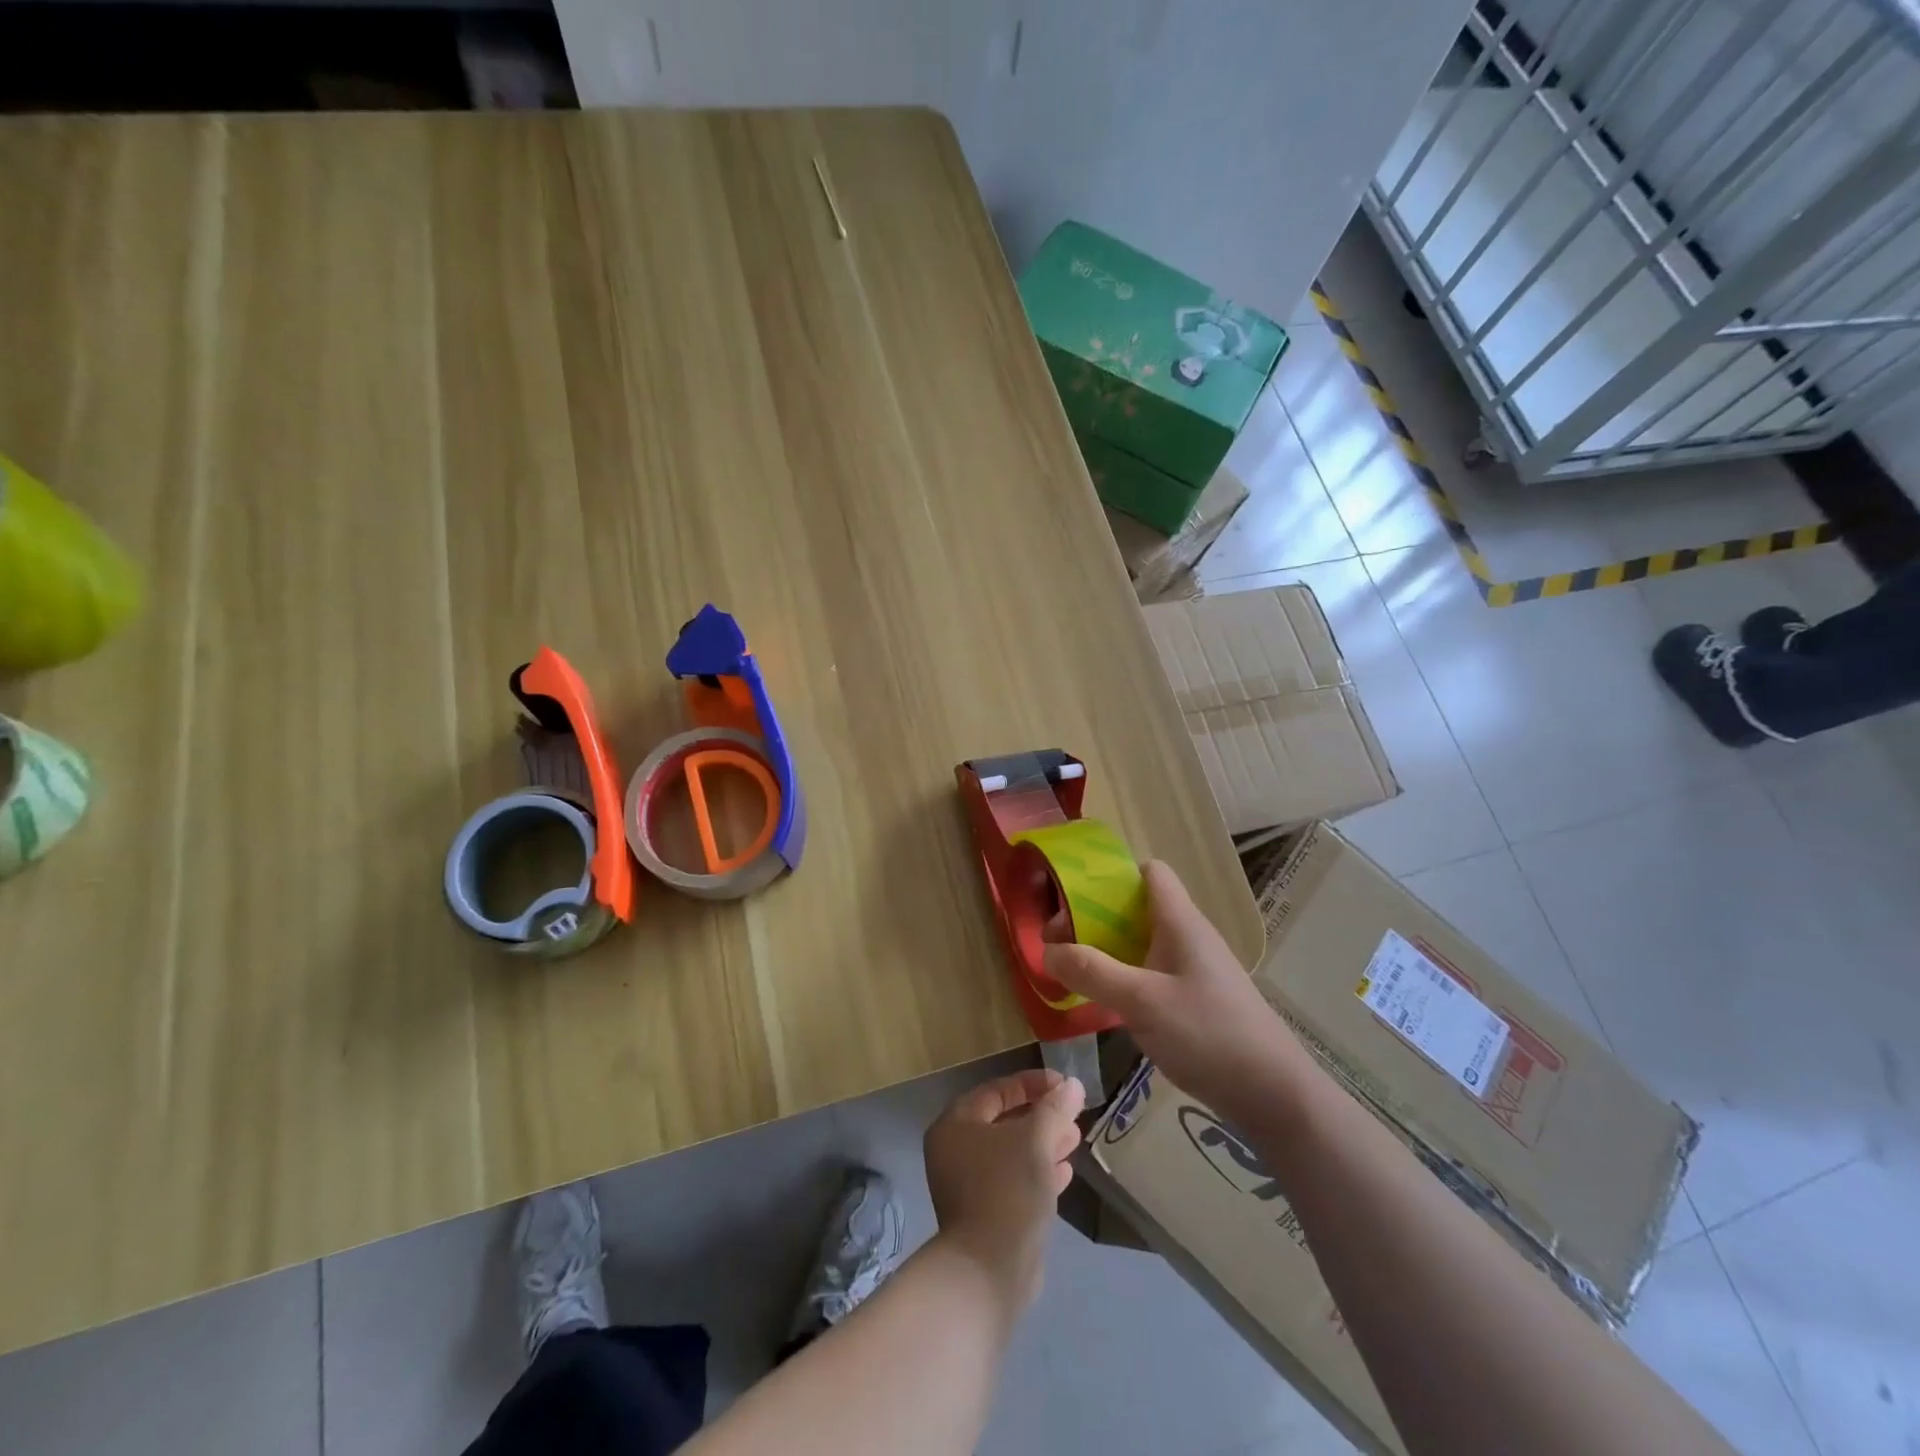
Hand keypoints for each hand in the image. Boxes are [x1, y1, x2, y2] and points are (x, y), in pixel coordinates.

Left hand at [923, 1069, 1084, 1312]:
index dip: (1032, 1083)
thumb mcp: (1035, 1140)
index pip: (996, 1090)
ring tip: (1075, 1138)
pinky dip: (1037, 1171)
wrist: (989, 1270)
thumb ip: (1054, 1108)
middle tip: (1072, 1113)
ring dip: (1044, 1142)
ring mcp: (968, 1184)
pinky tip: (1065, 1171)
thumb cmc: (1007, 1189)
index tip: (1064, 1085)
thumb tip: (1073, 1085)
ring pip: (1011, 1152)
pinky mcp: (985, 1213)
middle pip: (1003, 1120)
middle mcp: (955, 1150)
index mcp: (956, 1124)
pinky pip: (1013, 1180)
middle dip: (1041, 1115)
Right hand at [1043, 860, 1303, 1119]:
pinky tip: (1104, 1003)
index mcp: (1180, 922)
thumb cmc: (1209, 1034)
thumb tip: (1046, 950)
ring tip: (1072, 973)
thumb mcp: (1142, 1001)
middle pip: (1136, 908)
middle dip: (1094, 919)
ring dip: (1106, 952)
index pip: (1149, 872)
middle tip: (1059, 945)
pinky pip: (1149, 974)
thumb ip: (1092, 973)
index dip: (1111, 876)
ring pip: (1140, 944)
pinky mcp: (1194, 999)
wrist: (1273, 1094)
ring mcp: (1192, 969)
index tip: (1072, 898)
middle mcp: (1186, 937)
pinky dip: (1123, 979)